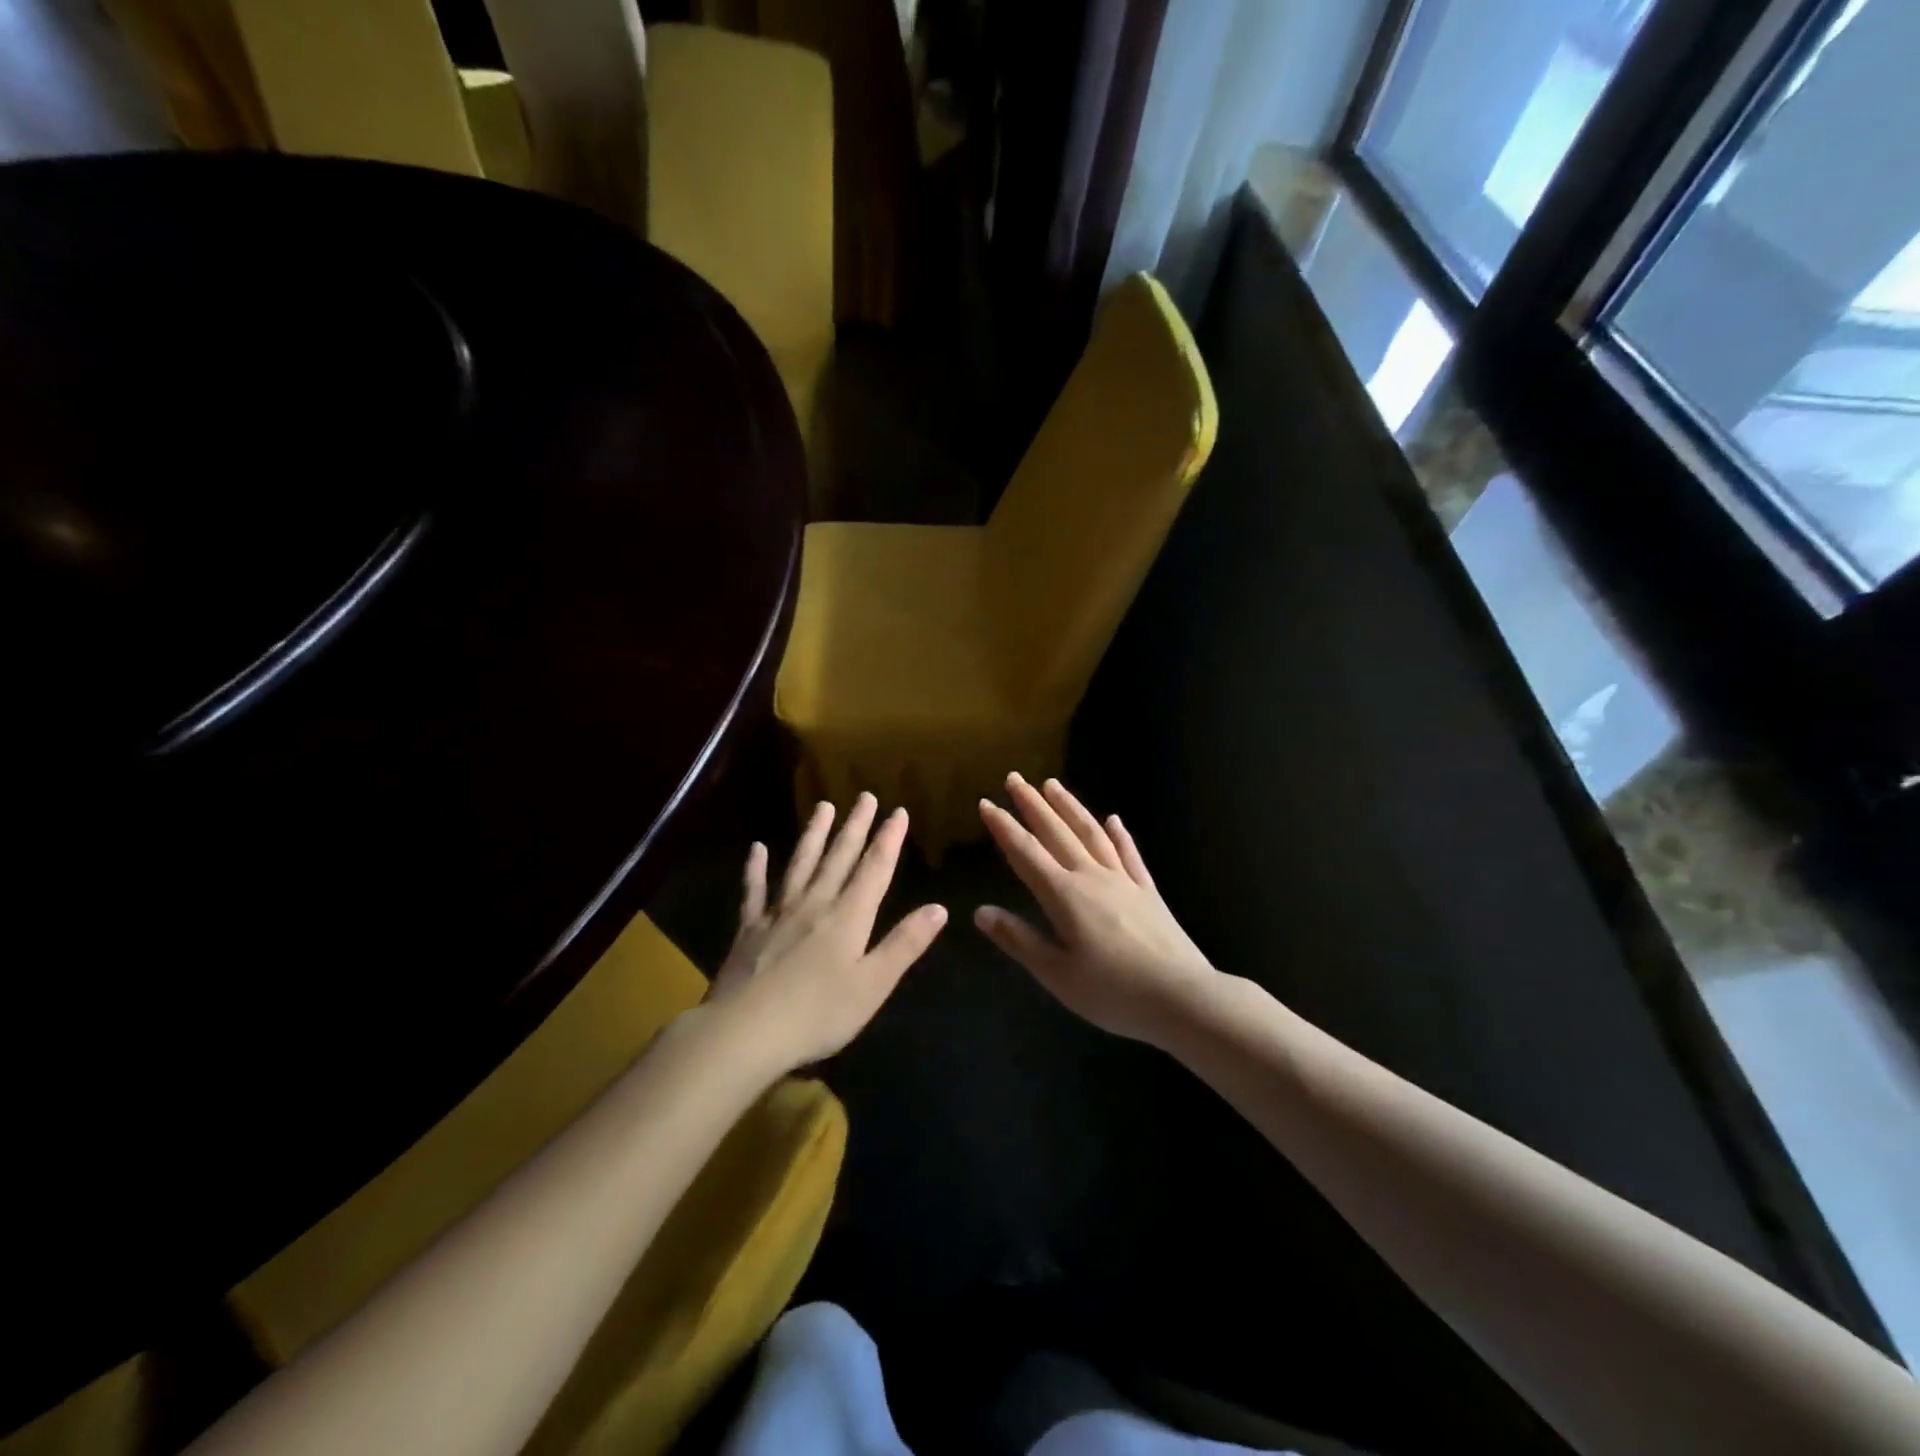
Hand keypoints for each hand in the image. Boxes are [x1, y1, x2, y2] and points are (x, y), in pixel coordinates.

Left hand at [706, 793, 946, 1072]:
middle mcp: (815, 904)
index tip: (898, 811)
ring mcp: (778, 913)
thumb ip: (904, 944)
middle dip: (855, 826)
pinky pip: (754, 890)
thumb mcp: (873, 985)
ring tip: (824, 806)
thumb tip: (939, 908)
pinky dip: (755, 868)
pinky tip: (757, 848)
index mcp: (848, 917)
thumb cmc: (817, 1014)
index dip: (888, 840)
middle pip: (839, 857)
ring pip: (801, 864)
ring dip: (814, 834)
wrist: (744, 1032)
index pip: (874, 869)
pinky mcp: (749, 929)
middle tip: (865, 796)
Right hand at [975, 775, 1218, 1047]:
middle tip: (1015, 778)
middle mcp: (1092, 877)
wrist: (1182, 997)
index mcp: (1065, 896)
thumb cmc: (1113, 992)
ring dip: (1070, 807)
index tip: (986, 803)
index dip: (1004, 827)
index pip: (1026, 853)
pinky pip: (1129, 854)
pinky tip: (1113, 820)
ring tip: (1053, 785)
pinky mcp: (1148, 891)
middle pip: (1057, 833)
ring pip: (1091, 834)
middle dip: (1032, 804)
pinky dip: (1118, 835)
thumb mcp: (1057, 974)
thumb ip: (1019, 940)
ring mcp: (1124, 881)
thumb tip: (980, 912)